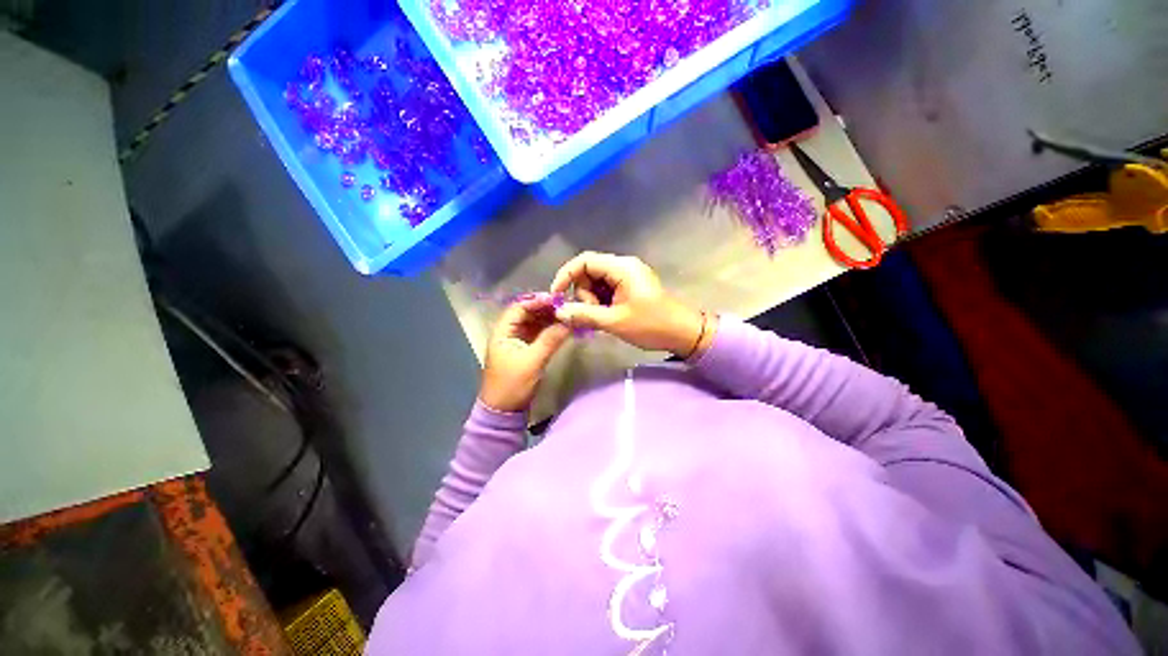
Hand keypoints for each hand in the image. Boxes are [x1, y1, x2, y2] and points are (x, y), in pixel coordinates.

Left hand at [479, 294, 570, 412]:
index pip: (519, 307)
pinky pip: (538, 334)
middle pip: (528, 313)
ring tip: (568, 316)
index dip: (538, 301)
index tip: (558, 300)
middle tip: (567, 307)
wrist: (503, 411)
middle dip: (546, 309)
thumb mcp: (532, 362)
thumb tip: (569, 321)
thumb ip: (550, 340)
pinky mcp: (525, 350)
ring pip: (534, 323)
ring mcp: (517, 341)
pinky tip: (563, 328)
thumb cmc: (512, 385)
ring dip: (549, 319)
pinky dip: (550, 330)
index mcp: (502, 331)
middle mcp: (509, 332)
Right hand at [549, 252, 714, 357]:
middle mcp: (623, 267)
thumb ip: (584, 315)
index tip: (556, 295)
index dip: (566, 275)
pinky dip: (601, 303)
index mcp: (621, 268)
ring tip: (602, 319)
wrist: (683, 333)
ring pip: (596, 283)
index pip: (584, 261)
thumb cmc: (651, 325)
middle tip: (592, 314)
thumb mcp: (614, 321)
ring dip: (592, 301)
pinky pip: (607, 290)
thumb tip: (559, 311)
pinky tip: (606, 318)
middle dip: (583, 294)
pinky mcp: (631, 287)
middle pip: (589, 272)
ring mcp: (628, 277)